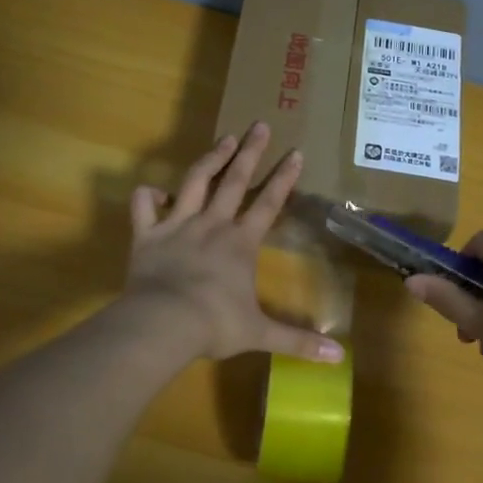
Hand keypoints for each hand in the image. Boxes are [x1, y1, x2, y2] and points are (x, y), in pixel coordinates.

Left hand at [125, 123, 344, 364]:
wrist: (164, 323)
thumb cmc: (214, 325)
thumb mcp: (259, 334)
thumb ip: (297, 341)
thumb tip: (337, 358)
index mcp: (240, 243)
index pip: (269, 204)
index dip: (284, 178)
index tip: (296, 152)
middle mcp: (212, 225)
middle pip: (234, 182)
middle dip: (250, 153)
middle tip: (260, 125)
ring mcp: (178, 225)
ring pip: (195, 183)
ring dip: (210, 159)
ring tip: (224, 138)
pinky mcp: (148, 235)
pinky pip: (144, 208)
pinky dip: (147, 197)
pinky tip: (152, 190)